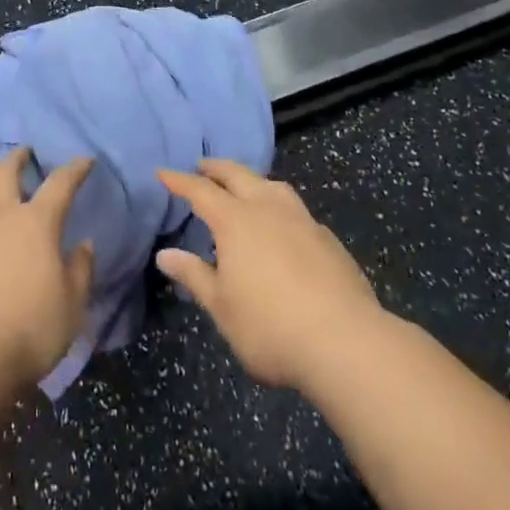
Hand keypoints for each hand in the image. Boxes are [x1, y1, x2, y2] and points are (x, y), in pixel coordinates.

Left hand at [0, 149, 96, 389]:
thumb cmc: (30, 328)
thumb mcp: (71, 304)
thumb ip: (80, 269)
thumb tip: (83, 244)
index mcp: (37, 222)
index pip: (60, 184)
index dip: (75, 169)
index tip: (84, 161)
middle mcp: (0, 213)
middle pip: (6, 171)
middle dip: (18, 158)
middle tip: (25, 154)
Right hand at [156, 159, 381, 390]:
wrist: (346, 343)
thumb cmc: (270, 327)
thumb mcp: (221, 307)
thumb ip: (194, 275)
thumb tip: (165, 254)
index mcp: (236, 221)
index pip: (200, 191)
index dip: (180, 181)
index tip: (163, 173)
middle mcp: (268, 209)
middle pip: (238, 175)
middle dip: (216, 168)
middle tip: (201, 167)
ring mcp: (303, 220)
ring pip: (273, 186)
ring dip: (252, 180)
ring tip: (244, 187)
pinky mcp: (328, 239)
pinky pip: (296, 209)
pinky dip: (279, 205)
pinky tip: (282, 225)